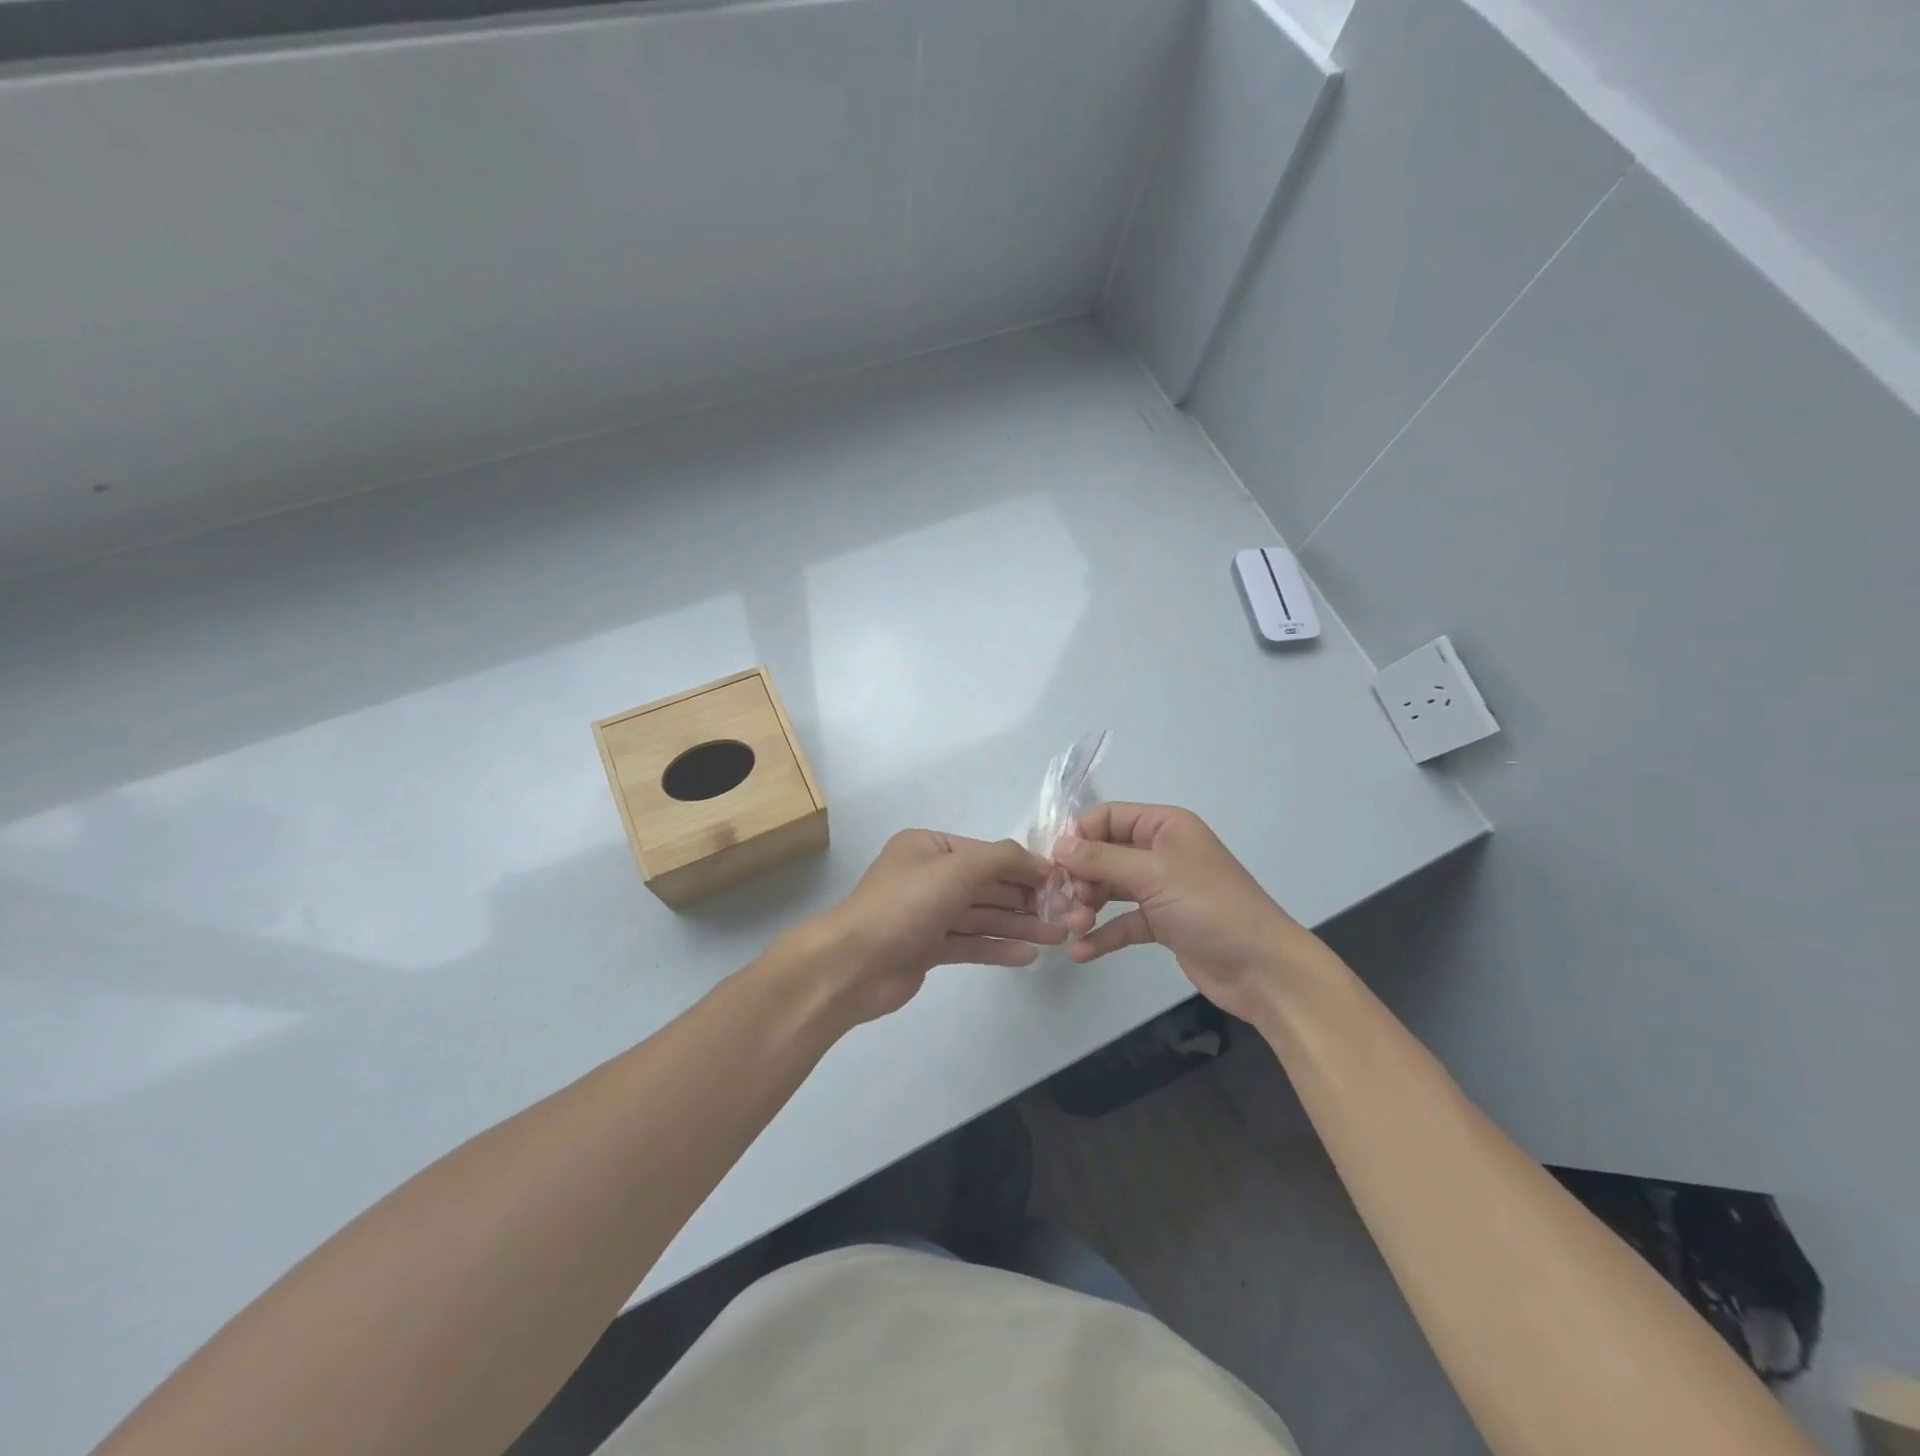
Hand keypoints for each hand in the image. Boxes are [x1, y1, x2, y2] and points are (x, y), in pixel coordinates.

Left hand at [787, 830, 1066, 1023]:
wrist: (851, 965)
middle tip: (1068, 914)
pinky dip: (998, 947)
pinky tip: (1028, 955)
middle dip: (1027, 900)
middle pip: (988, 886)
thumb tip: (1042, 864)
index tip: (1063, 882)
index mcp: (928, 847)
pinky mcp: (927, 948)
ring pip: (982, 916)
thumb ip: (1003, 860)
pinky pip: (970, 943)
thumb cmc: (904, 905)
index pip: (987, 853)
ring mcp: (927, 914)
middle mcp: (928, 876)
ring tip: (1058, 937)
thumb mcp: (957, 869)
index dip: (1026, 867)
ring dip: (1019, 925)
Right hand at [1052, 803, 1323, 1023]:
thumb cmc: (1209, 907)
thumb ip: (1101, 859)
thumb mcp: (1152, 874)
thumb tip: (1058, 846)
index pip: (1109, 816)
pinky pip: (1124, 922)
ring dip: (1089, 904)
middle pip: (1106, 853)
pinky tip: (1080, 951)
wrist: (1262, 968)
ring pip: (1112, 888)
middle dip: (1082, 875)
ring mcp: (1163, 889)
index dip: (1080, 834)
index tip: (1054, 861)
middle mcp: (1162, 851)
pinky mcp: (1164, 924)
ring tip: (1073, 925)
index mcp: (1166, 826)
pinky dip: (1103, 935)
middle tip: (1064, 900)